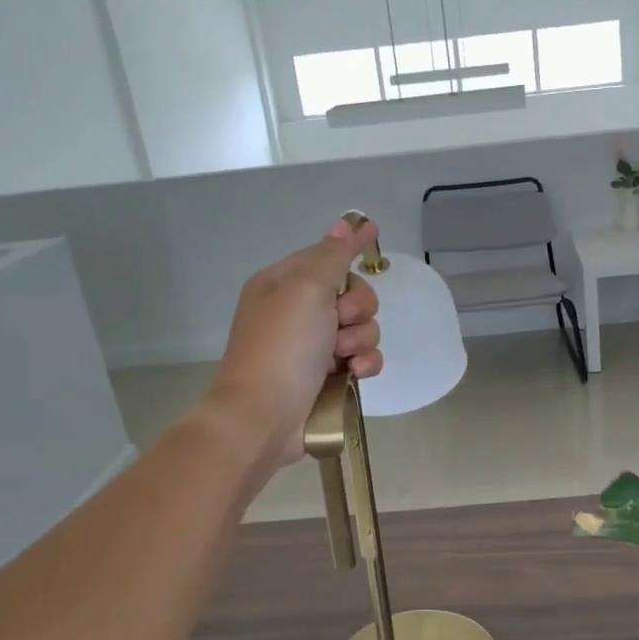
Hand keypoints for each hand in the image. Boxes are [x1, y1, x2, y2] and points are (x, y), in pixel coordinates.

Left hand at [207, 218, 384, 469]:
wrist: (264, 417)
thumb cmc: (281, 347)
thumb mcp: (306, 289)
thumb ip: (332, 255)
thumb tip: (345, 222)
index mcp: (283, 284)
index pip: (325, 255)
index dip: (348, 247)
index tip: (374, 232)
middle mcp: (298, 312)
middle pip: (351, 293)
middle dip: (357, 307)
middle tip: (341, 321)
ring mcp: (314, 347)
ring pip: (362, 328)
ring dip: (360, 338)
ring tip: (342, 356)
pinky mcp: (330, 377)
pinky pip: (363, 359)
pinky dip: (364, 364)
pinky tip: (354, 374)